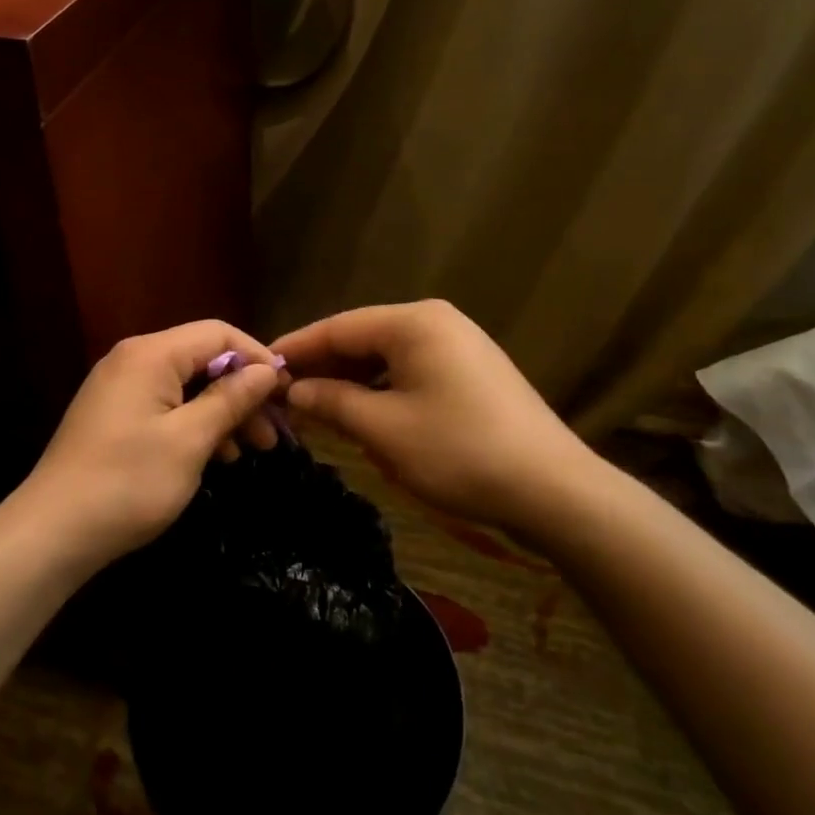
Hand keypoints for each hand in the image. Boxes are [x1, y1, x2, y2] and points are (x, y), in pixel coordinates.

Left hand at [23, 321, 282, 570]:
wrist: (52, 532)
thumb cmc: (128, 482)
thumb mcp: (190, 440)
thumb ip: (230, 399)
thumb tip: (266, 370)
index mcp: (151, 354)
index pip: (218, 333)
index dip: (257, 357)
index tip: (285, 394)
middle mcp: (133, 360)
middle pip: (203, 359)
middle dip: (242, 393)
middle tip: (272, 435)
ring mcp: (119, 388)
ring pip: (186, 386)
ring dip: (222, 413)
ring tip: (251, 451)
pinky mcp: (113, 416)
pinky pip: (165, 406)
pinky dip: (194, 425)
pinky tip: (216, 457)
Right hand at [274, 300, 608, 536]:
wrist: (555, 491)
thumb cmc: (460, 452)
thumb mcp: (383, 430)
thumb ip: (332, 402)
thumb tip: (295, 390)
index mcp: (415, 323)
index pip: (338, 327)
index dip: (296, 348)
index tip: (259, 367)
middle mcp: (437, 323)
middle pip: (362, 338)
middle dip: (323, 366)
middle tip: (281, 394)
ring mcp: (459, 347)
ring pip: (386, 358)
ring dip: (350, 382)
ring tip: (314, 407)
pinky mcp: (471, 374)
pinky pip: (411, 373)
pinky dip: (381, 391)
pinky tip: (360, 414)